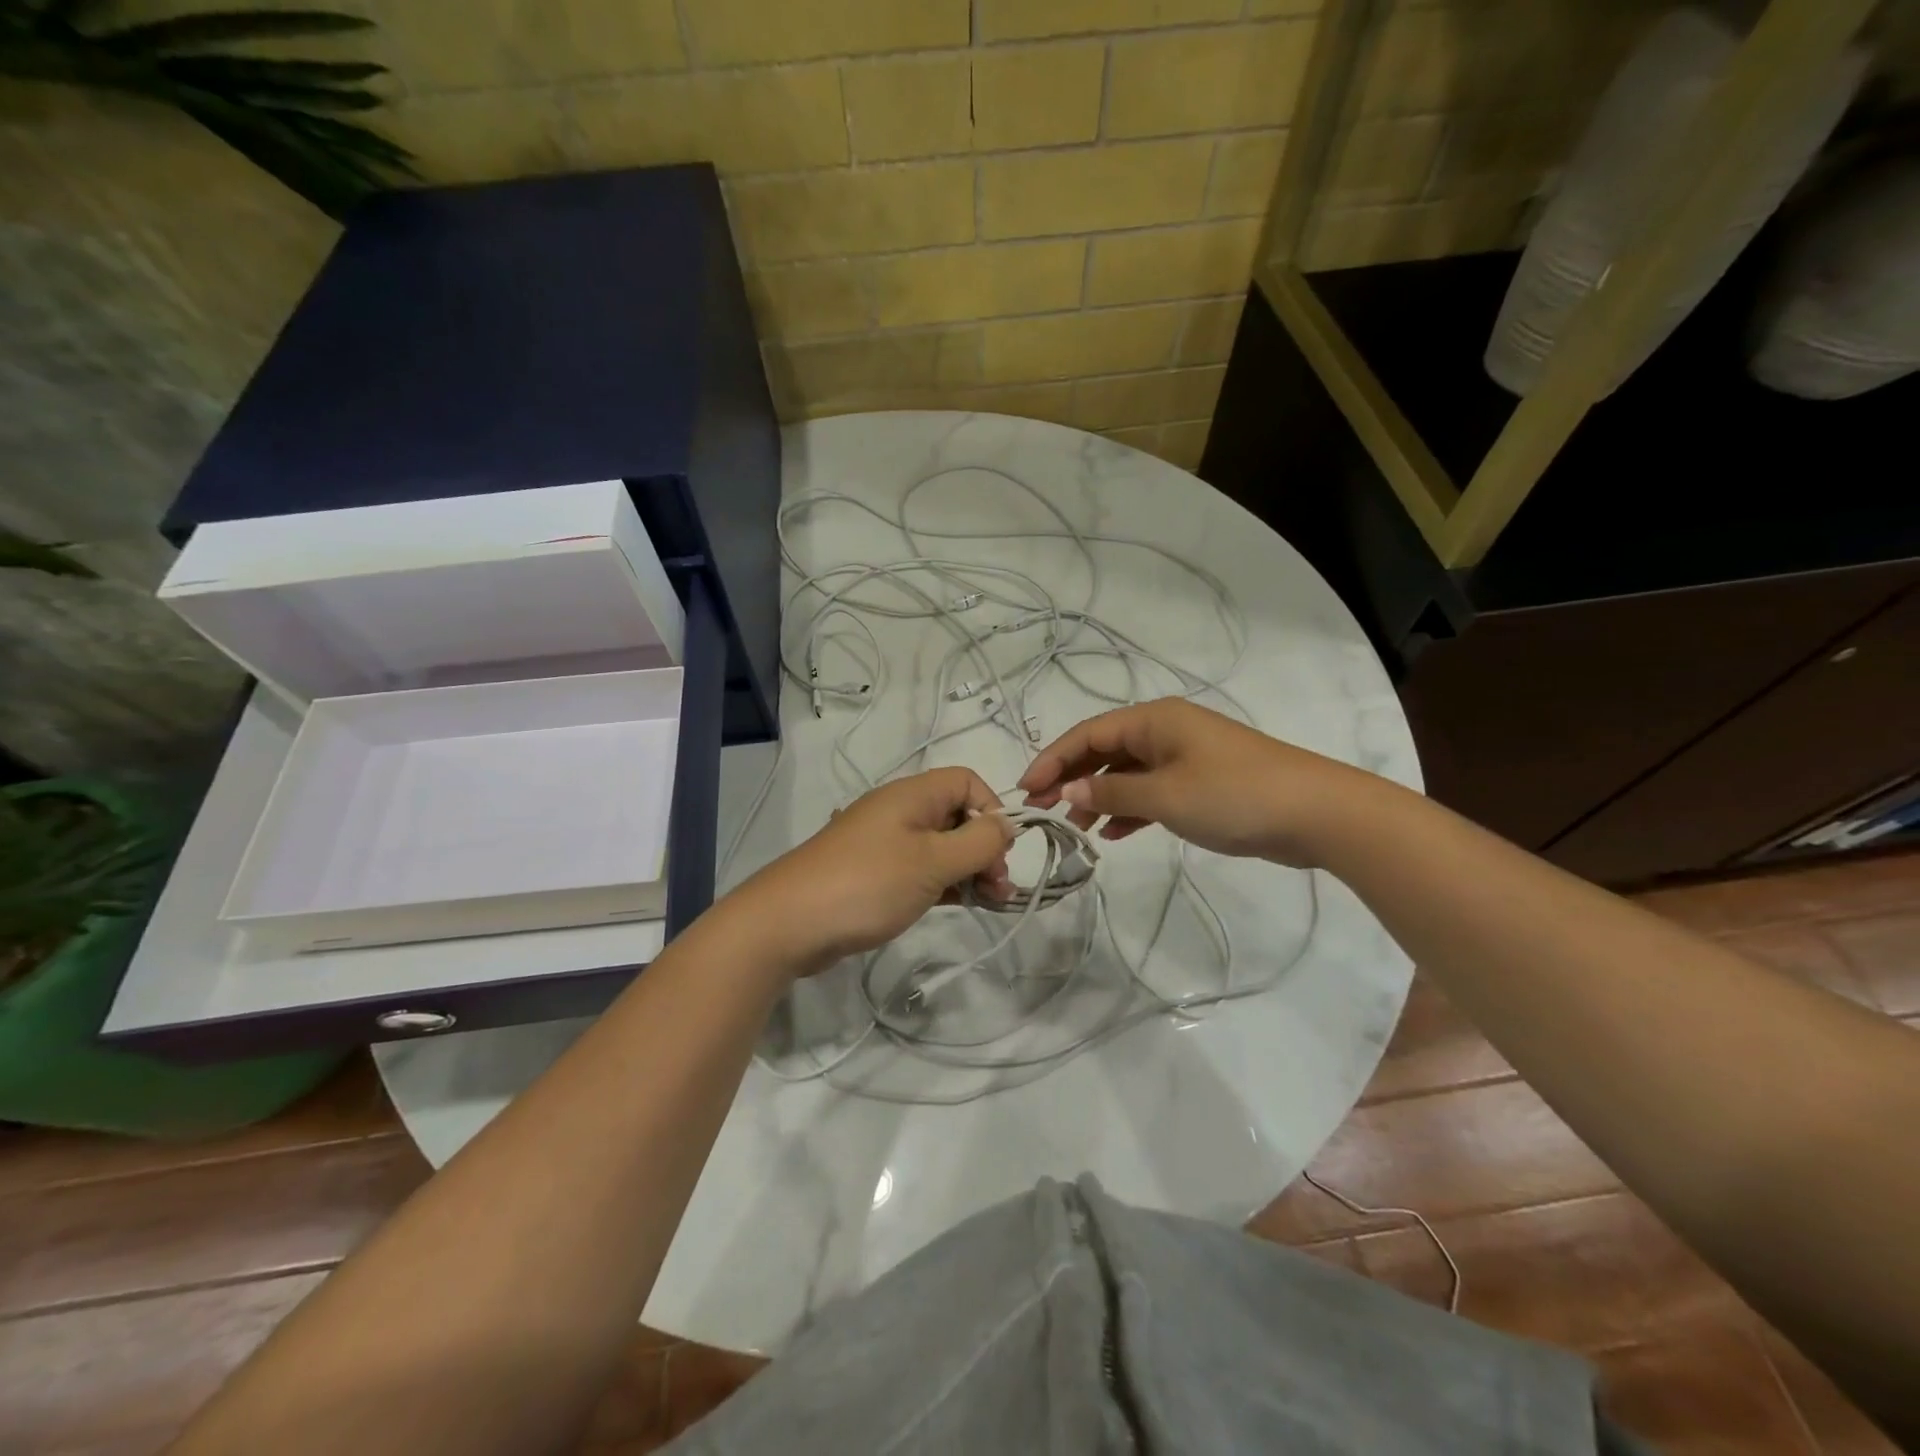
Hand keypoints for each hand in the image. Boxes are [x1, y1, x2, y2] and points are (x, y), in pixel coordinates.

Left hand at [729, 768, 1015, 973]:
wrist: (789, 923)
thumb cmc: (868, 884)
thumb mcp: (932, 861)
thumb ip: (978, 842)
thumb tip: (1007, 825)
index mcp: (912, 795)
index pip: (967, 782)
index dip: (992, 810)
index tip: (1001, 851)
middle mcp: (899, 812)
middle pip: (957, 816)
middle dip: (985, 847)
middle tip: (998, 887)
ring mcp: (885, 844)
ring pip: (941, 847)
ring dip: (969, 870)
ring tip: (991, 903)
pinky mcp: (875, 875)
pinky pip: (922, 870)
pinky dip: (945, 884)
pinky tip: (963, 905)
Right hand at [1018, 698, 1376, 865]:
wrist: (1316, 813)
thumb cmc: (1233, 794)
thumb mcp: (1164, 795)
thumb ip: (1111, 793)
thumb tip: (1068, 791)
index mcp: (1154, 721)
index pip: (1087, 734)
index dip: (1052, 759)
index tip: (1025, 789)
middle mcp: (1165, 731)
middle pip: (1103, 751)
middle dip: (1071, 778)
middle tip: (1044, 811)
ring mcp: (1184, 757)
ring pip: (1126, 773)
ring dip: (1098, 797)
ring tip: (1076, 830)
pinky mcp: (1200, 783)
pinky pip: (1151, 791)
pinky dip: (1130, 809)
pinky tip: (1115, 834)